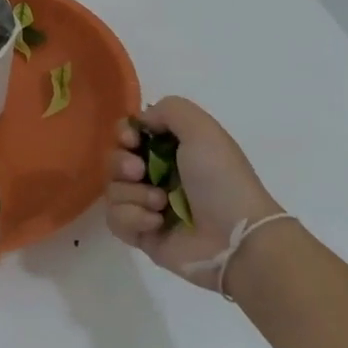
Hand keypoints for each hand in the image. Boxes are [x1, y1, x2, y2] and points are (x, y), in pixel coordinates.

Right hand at [103, 97, 283, 291]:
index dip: (125, 133)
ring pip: (112, 190)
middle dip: (122, 163)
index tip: (132, 139)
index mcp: (175, 149)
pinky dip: (132, 218)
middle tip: (139, 171)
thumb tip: (141, 123)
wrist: (235, 238)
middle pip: (116, 161)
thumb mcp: (202, 128)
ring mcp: (149, 206)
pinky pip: (116, 220)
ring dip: (133, 194)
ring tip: (160, 203)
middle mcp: (160, 175)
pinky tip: (156, 223)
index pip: (132, 134)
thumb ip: (169, 109)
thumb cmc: (220, 179)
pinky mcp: (143, 235)